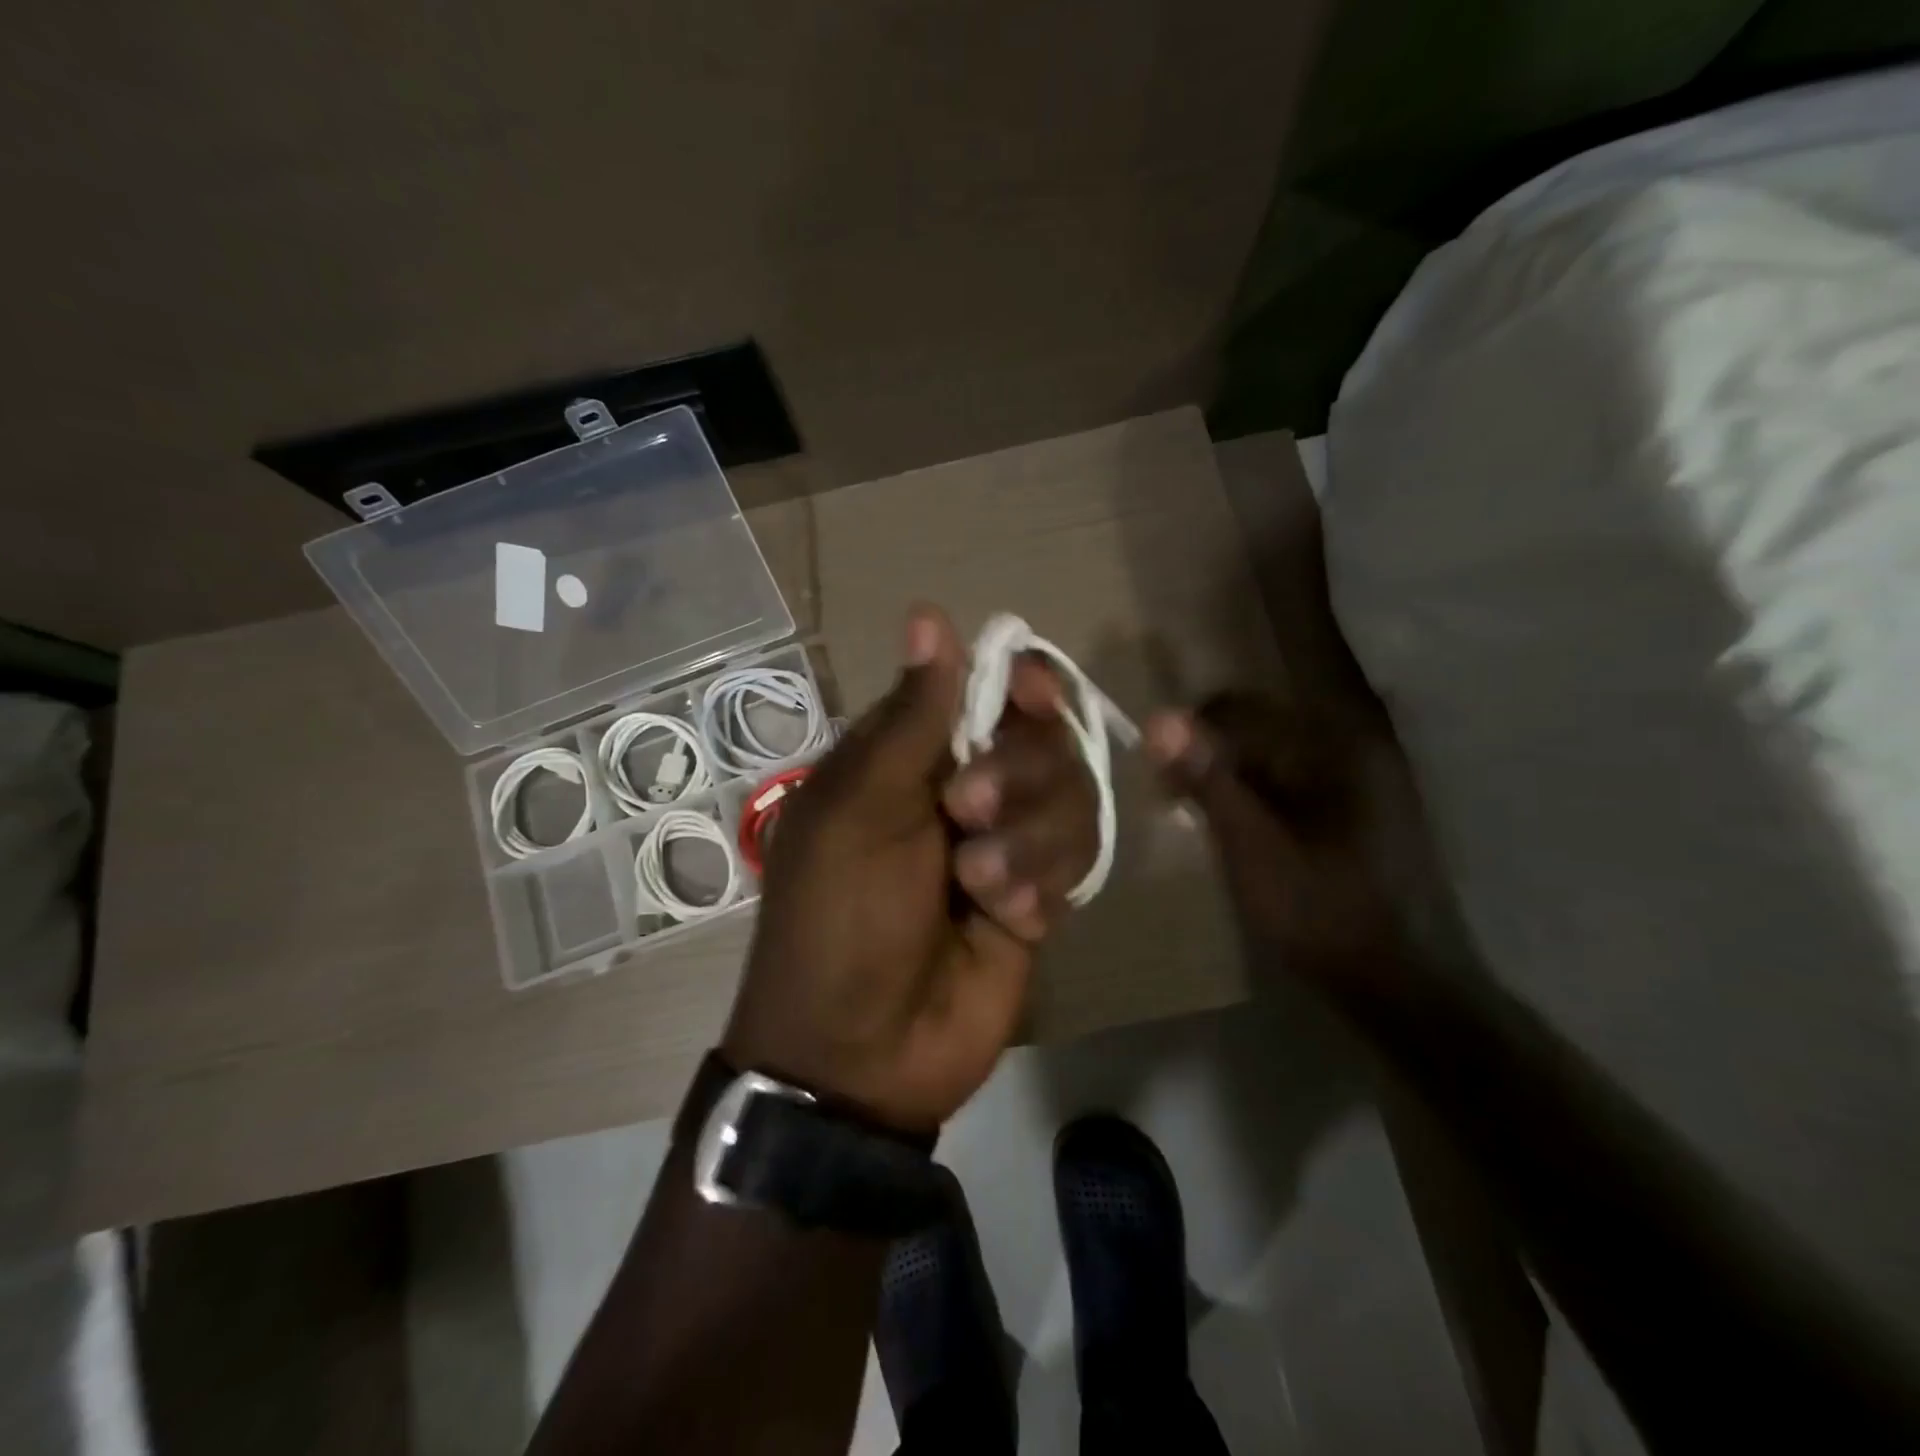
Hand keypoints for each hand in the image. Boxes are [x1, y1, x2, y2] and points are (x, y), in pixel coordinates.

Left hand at [724, 606, 1096, 1133]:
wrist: (864, 1051)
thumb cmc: (841, 915)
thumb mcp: (862, 808)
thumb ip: (911, 717)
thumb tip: (928, 614)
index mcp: (912, 756)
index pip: (987, 689)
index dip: (1018, 683)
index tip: (1029, 694)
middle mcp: (965, 788)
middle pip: (1043, 737)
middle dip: (1018, 773)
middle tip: (967, 813)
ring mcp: (1008, 841)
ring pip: (1070, 796)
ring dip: (1028, 840)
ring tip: (982, 886)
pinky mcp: (1041, 893)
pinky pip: (1078, 858)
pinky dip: (1042, 884)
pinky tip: (1008, 920)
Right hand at [1144, 692, 1438, 988]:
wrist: (1397, 986)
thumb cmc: (1319, 913)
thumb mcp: (1251, 846)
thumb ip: (1208, 780)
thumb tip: (1159, 719)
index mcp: (1331, 747)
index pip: (1239, 709)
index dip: (1189, 735)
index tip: (1161, 780)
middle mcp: (1350, 749)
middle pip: (1257, 730)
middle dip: (1209, 759)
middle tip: (1175, 802)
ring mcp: (1358, 781)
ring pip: (1270, 760)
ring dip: (1230, 781)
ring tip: (1201, 821)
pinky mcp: (1357, 811)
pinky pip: (1290, 785)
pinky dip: (1257, 800)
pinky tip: (1241, 835)